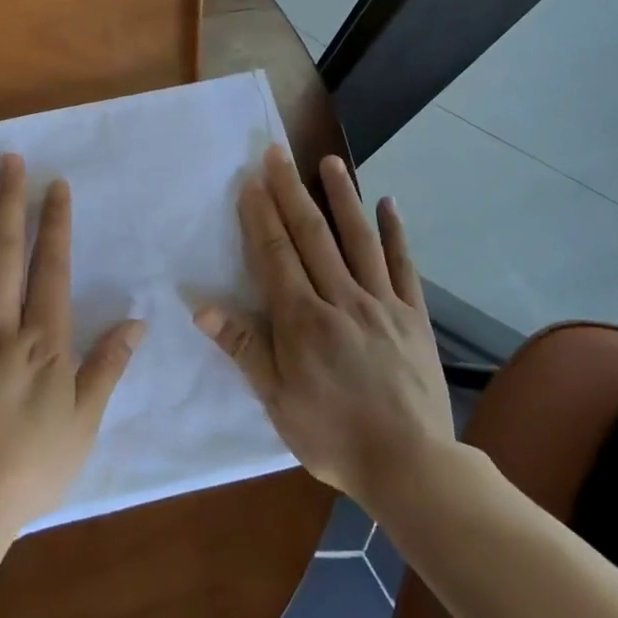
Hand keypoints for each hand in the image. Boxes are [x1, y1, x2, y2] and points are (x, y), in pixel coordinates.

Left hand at [0, 153, 142, 547]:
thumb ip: (107, 367)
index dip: (55, 223)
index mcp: (43, 342)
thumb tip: (138, 321)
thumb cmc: (28, 469)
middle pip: (6, 251)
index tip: (56, 185)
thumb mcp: (82, 425)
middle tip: (10, 157)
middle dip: (10, 200)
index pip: (52, 267)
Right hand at [195, 147, 452, 506]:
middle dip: (291, 191)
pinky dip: (395, 232)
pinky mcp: (413, 315)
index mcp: (303, 320)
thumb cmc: (333, 436)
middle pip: (312, 236)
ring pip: (358, 239)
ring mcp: (382, 303)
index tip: (252, 180)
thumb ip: (243, 348)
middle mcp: (341, 299)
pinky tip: (388, 204)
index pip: (276, 255)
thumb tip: (203, 307)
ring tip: (330, 161)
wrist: (411, 464)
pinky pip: (403, 266)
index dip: (261, 215)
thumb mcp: (277, 400)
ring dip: (342, 197)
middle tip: (277, 153)